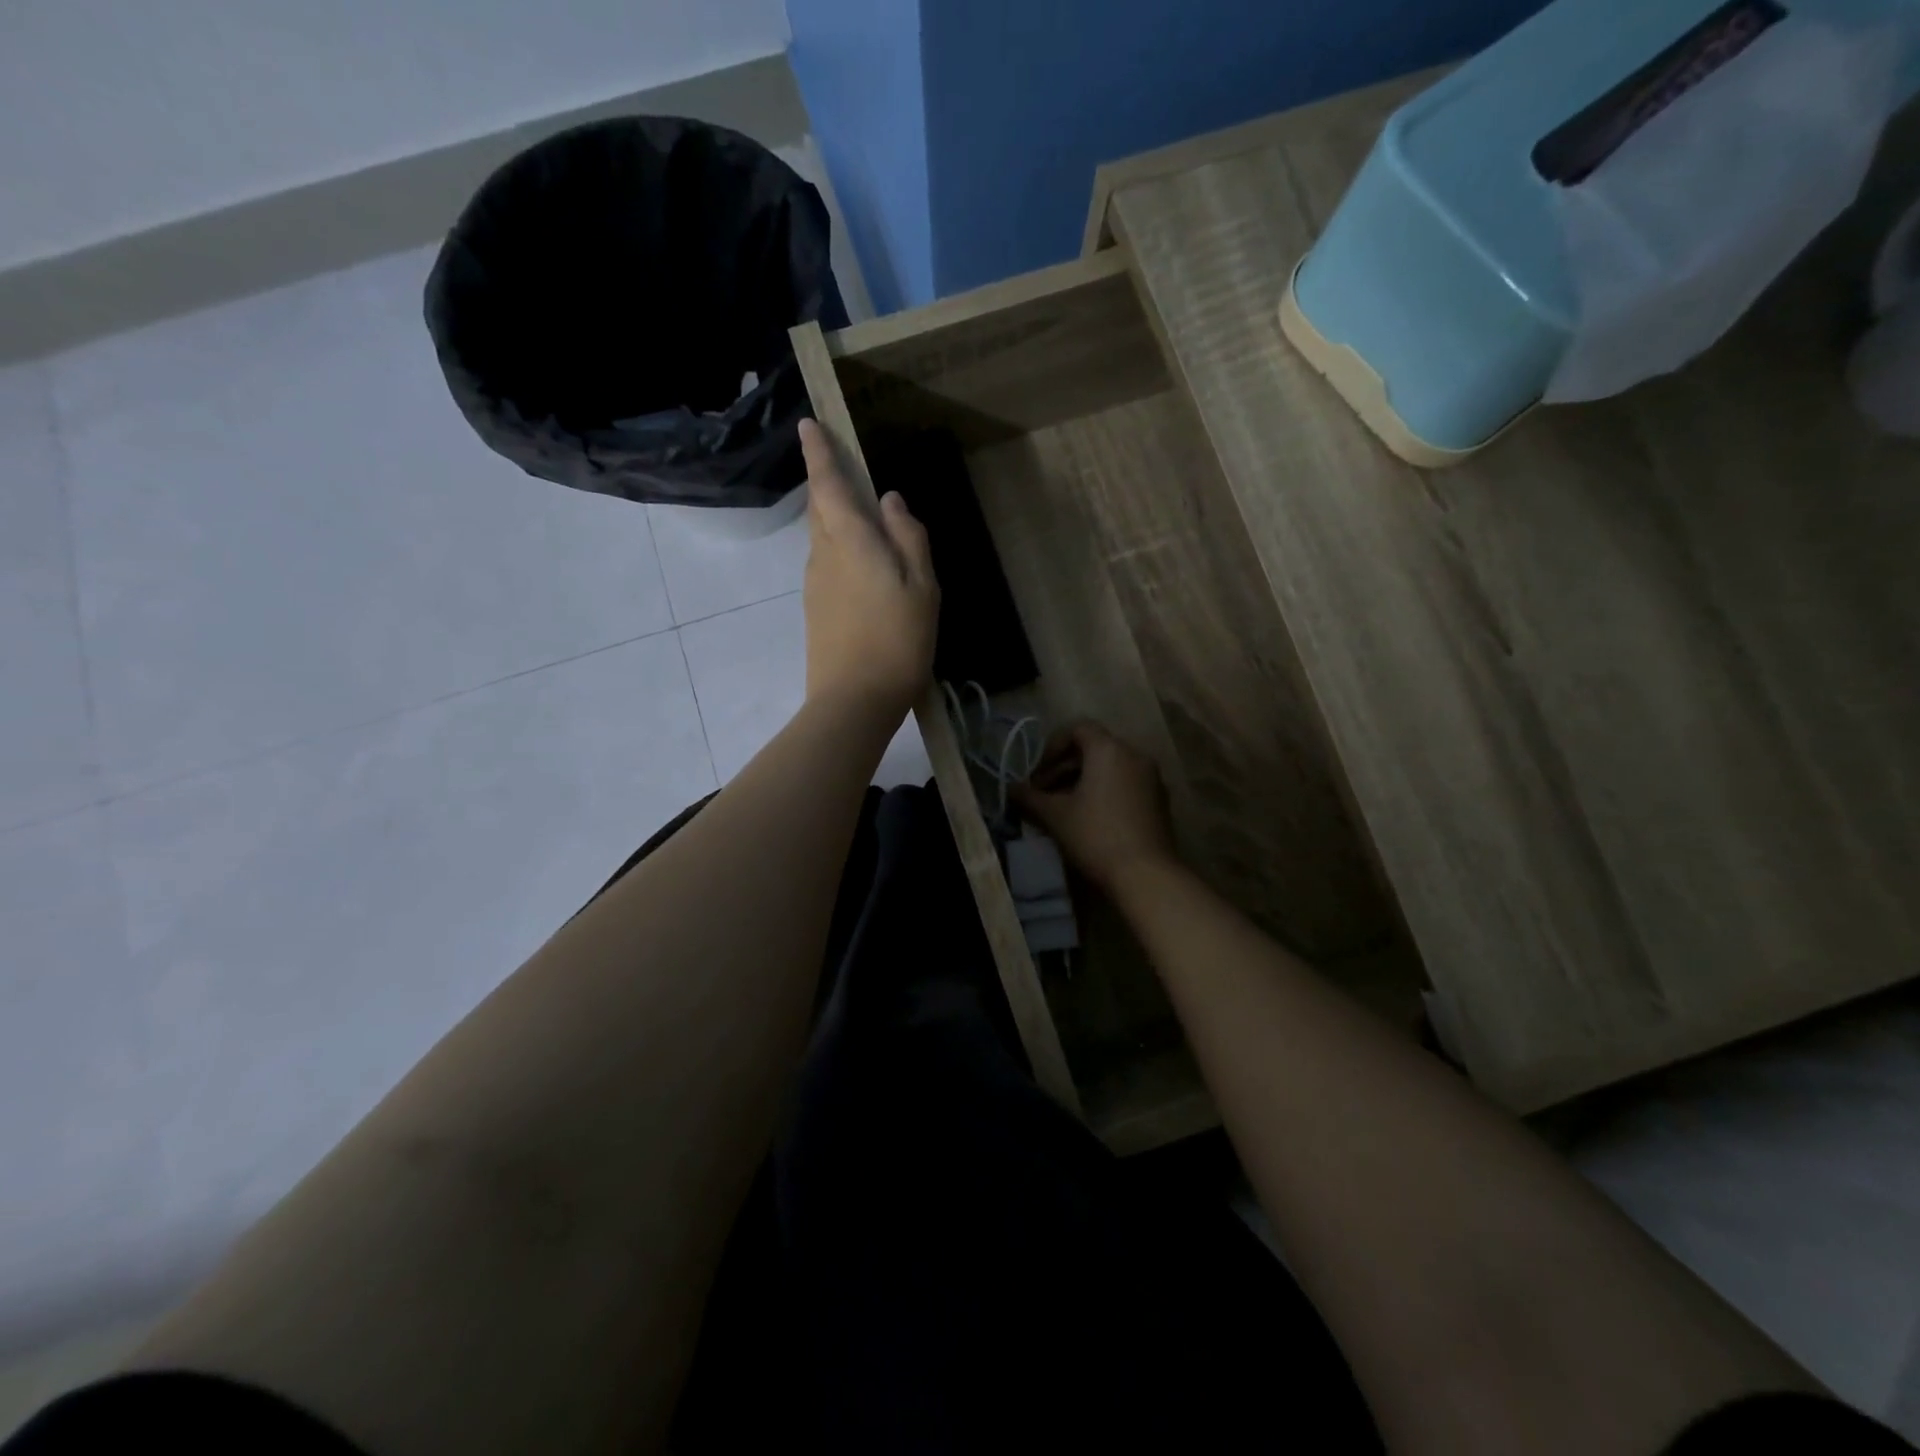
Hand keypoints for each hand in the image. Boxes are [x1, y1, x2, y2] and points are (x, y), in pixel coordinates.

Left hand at [799, 419, 938, 723]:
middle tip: (842, 468)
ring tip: (862, 521)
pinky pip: (826, 564)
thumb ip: (908, 538)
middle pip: (821, 510)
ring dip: (836, 520)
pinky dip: (840, 551)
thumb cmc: (897, 640)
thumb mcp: (922, 587)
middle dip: (827, 484)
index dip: (818, 453)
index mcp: (850, 541)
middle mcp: (823, 555)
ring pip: (822, 538)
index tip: (807, 424)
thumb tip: (890, 500)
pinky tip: (862, 568)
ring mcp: (815, 585)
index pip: (828, 485)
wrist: (854, 701)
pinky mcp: (815, 610)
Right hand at [1012, 722, 1177, 893]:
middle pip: (1094, 748)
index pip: (1078, 729)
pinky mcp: (1160, 801)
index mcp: (1109, 749)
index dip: (1052, 747)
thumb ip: (1030, 798)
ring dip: (1085, 781)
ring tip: (1064, 808)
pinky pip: (1127, 784)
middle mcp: (1135, 755)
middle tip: (1044, 793)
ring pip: (1111, 768)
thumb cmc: (1095, 835)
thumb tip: (1010, 789)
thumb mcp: (1055, 815)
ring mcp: (1152, 778)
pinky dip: (1106, 792)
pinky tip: (1091, 819)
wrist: (1145, 874)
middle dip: (1065, 767)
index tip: (1038, 774)